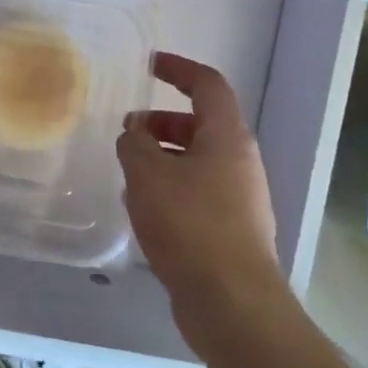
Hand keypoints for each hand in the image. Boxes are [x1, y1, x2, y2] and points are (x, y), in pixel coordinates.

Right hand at [117, 52, 287, 358]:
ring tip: (128, 174)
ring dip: (162, 158)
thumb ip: (134, 144)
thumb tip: (133, 134)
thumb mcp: (148, 174)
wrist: (232, 303)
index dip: (179, 68)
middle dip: (161, 122)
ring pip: (196, 161)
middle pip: (201, 125)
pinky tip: (144, 210)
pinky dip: (170, 188)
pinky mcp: (232, 230)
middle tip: (128, 132)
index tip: (150, 64)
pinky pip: (197, 193)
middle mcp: (240, 162)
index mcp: (227, 138)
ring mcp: (240, 198)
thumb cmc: (190, 225)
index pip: (208, 85)